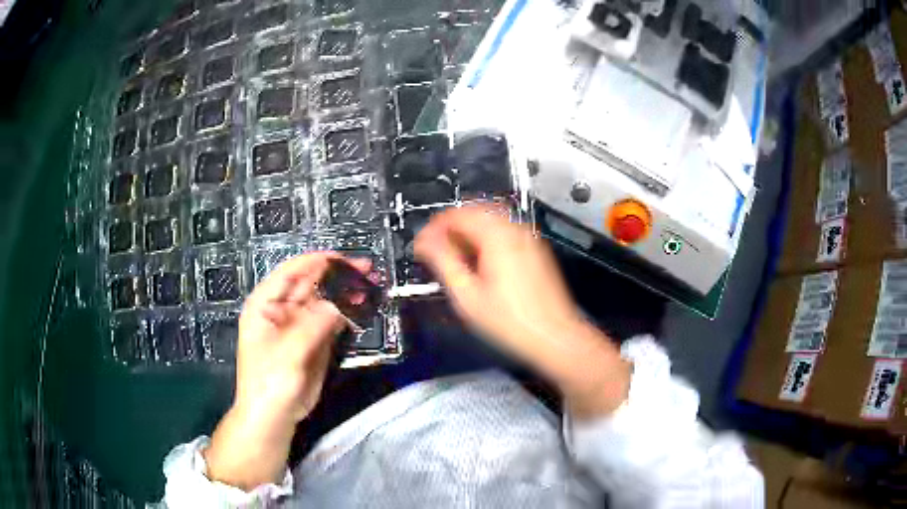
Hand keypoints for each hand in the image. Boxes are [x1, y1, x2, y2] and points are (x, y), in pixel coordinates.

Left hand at [205, 253, 365, 489]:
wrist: (273, 417)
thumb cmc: (270, 381)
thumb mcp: (290, 351)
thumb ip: (316, 323)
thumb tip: (344, 300)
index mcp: (265, 304)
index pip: (291, 272)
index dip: (317, 261)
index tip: (345, 259)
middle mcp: (282, 309)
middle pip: (311, 283)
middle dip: (337, 276)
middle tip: (367, 270)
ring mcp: (298, 325)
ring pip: (324, 301)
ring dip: (346, 293)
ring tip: (371, 287)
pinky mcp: (313, 341)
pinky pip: (331, 321)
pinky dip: (347, 313)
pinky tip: (362, 308)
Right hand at [415, 205, 630, 418]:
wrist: (555, 337)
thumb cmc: (509, 322)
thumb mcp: (467, 296)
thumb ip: (443, 262)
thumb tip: (424, 242)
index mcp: (497, 235)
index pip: (458, 214)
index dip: (434, 227)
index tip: (421, 246)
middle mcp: (515, 228)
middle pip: (475, 212)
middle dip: (451, 228)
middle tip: (434, 251)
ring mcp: (529, 238)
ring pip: (491, 221)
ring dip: (468, 233)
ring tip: (454, 258)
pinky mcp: (535, 250)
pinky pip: (505, 232)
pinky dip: (486, 239)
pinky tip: (480, 263)